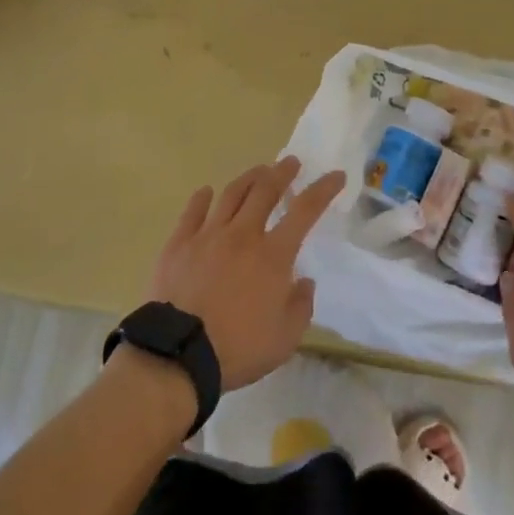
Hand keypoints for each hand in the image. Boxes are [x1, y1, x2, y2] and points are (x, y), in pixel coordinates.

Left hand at [148, 156, 346, 390]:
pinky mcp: (179, 243)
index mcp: (273, 255)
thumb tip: (303, 281)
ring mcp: (208, 235)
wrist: (180, 352)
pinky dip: (202, 198)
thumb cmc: (238, 348)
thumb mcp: (285, 339)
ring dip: (249, 178)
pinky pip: (193, 211)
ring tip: (258, 171)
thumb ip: (300, 306)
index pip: (305, 211)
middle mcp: (242, 234)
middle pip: (265, 191)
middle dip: (282, 173)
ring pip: (231, 194)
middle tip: (290, 162)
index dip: (323, 190)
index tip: (335, 175)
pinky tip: (207, 192)